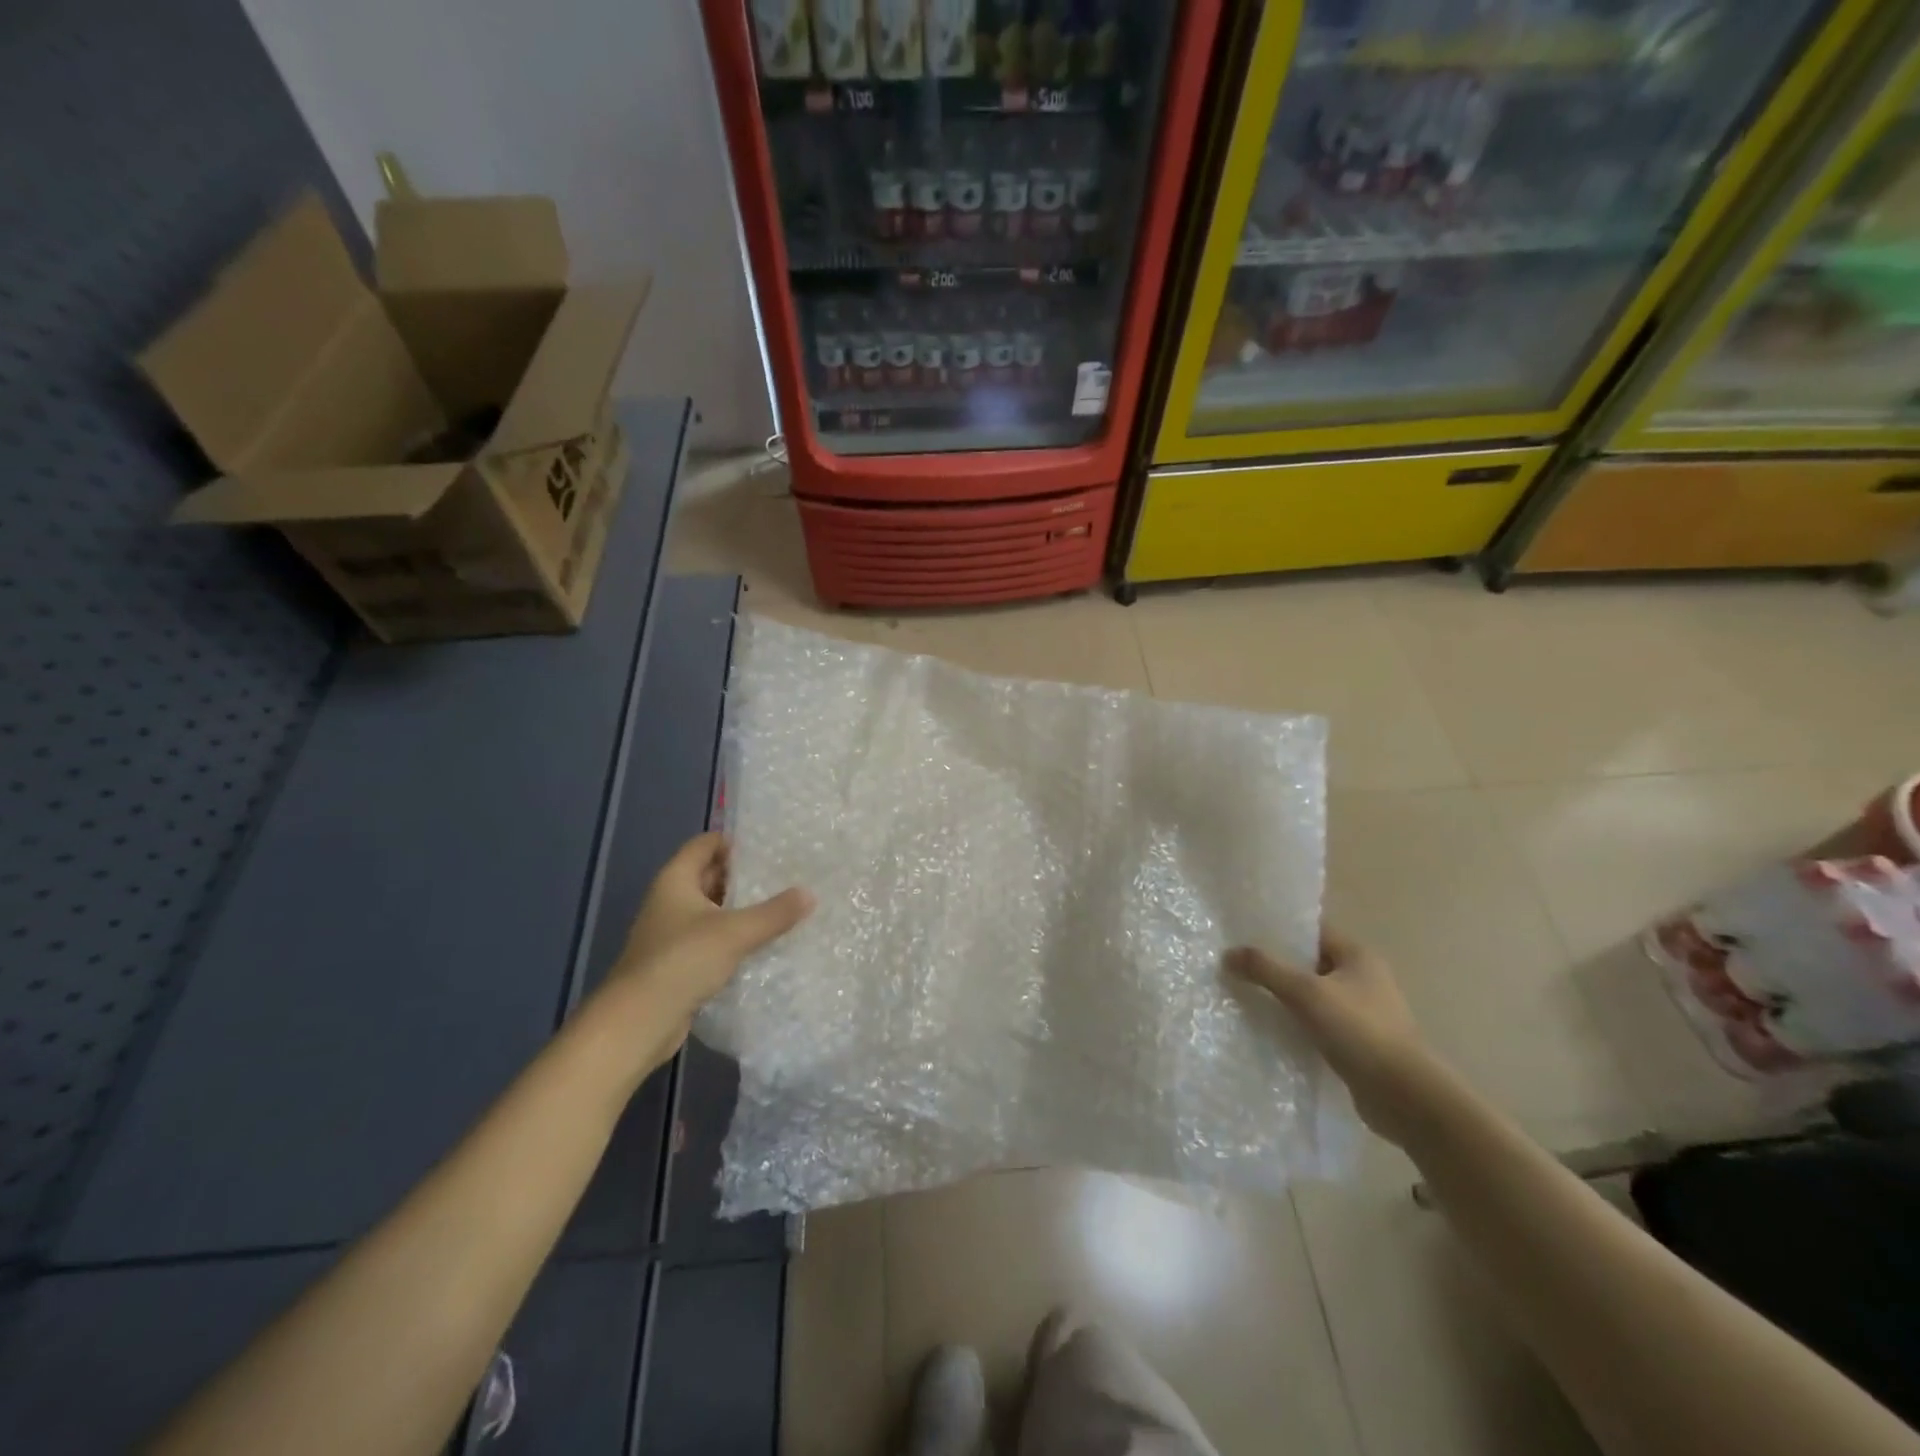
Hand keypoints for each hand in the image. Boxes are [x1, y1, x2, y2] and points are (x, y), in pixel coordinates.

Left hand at [599, 832, 811, 1068]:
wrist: (638, 1023)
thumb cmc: (682, 961)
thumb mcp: (734, 932)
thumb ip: (774, 913)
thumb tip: (809, 894)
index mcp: (675, 880)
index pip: (705, 844)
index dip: (734, 841)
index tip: (770, 846)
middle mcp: (670, 901)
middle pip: (710, 876)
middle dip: (744, 876)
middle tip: (785, 875)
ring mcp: (672, 934)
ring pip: (713, 911)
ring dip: (741, 910)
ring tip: (782, 907)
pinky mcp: (678, 963)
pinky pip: (711, 940)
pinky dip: (734, 939)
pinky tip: (763, 944)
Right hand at [1227, 928, 1442, 1147]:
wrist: (1404, 1096)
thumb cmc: (1358, 1030)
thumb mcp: (1305, 992)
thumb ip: (1266, 969)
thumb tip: (1228, 953)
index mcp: (1358, 956)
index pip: (1313, 931)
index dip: (1280, 930)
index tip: (1245, 934)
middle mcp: (1365, 978)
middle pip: (1311, 963)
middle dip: (1278, 965)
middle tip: (1239, 966)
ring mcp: (1364, 1013)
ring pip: (1314, 996)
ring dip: (1286, 998)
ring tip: (1247, 997)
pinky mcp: (1360, 1043)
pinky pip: (1320, 1024)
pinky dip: (1298, 1024)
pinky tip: (1272, 1030)